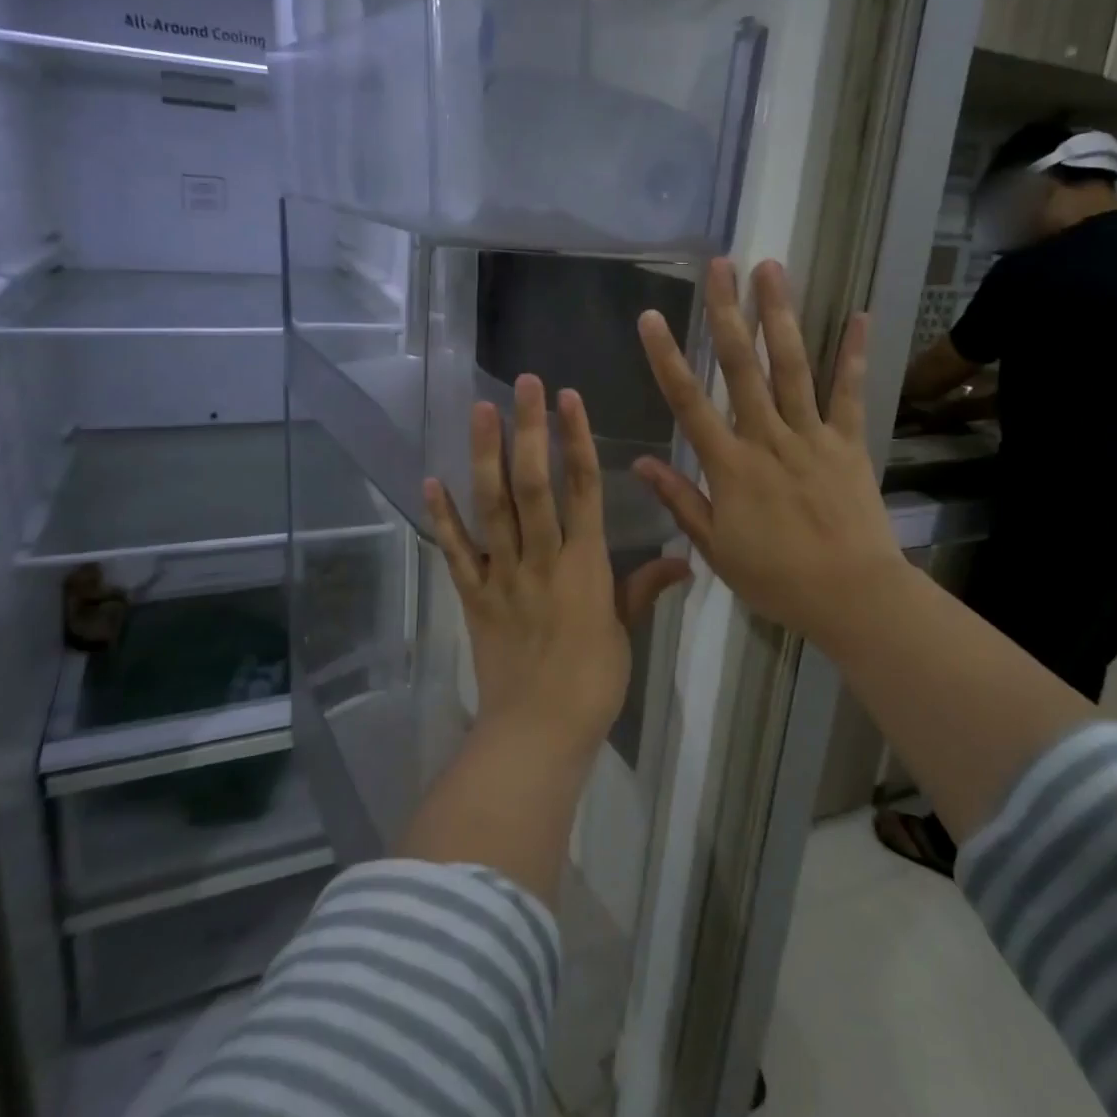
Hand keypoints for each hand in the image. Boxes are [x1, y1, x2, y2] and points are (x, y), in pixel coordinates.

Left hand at [424, 374, 690, 758]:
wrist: (538, 732)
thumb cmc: (593, 683)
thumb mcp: (624, 633)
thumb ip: (645, 588)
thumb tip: (684, 558)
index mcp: (585, 564)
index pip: (584, 489)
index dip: (578, 440)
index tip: (569, 399)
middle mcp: (542, 558)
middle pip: (535, 484)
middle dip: (531, 430)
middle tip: (523, 384)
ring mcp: (502, 575)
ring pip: (493, 507)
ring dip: (485, 456)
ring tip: (480, 411)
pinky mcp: (474, 596)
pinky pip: (456, 552)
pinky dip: (443, 518)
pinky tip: (431, 481)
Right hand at [634, 259, 909, 657]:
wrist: (852, 596)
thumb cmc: (776, 578)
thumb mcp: (715, 548)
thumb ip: (680, 499)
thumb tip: (640, 463)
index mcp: (729, 465)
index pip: (688, 402)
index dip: (667, 358)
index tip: (650, 317)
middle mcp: (768, 438)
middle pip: (742, 367)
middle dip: (727, 313)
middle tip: (719, 265)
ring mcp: (812, 436)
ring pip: (791, 366)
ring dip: (780, 315)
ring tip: (771, 268)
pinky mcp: (849, 443)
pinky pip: (850, 393)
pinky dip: (853, 354)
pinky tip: (857, 314)